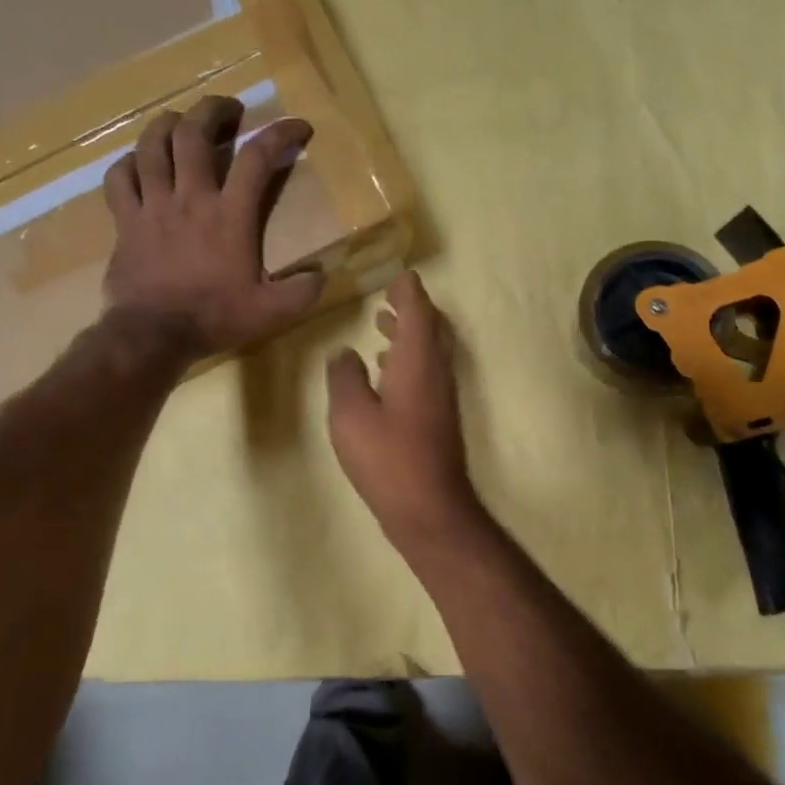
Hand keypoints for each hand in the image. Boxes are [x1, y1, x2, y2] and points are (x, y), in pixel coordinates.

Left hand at [103, 95, 322, 360]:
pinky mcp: (125, 221)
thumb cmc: (214, 318)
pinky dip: (128, 163)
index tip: (298, 126)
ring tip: (179, 120)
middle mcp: (190, 198)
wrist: (153, 335)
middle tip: (228, 108)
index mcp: (230, 215)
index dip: (281, 134)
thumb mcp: (270, 311)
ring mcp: (153, 206)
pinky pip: (119, 178)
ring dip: (166, 125)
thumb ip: (301, 292)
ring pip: (152, 146)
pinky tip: (137, 163)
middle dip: (212, 110)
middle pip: (194, 134)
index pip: (258, 158)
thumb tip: (321, 276)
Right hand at [326, 270, 479, 543]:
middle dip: (412, 308)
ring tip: (382, 324)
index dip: (409, 291)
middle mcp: (436, 373)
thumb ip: (344, 377)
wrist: (430, 510)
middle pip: (431, 328)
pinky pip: (427, 373)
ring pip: (429, 352)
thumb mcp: (350, 415)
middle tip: (390, 296)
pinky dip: (409, 359)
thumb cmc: (388, 458)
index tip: (399, 275)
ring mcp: (441, 397)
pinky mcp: (438, 419)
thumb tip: (343, 352)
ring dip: (409, 333)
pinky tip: (385, 372)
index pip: (418, 312)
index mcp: (418, 362)